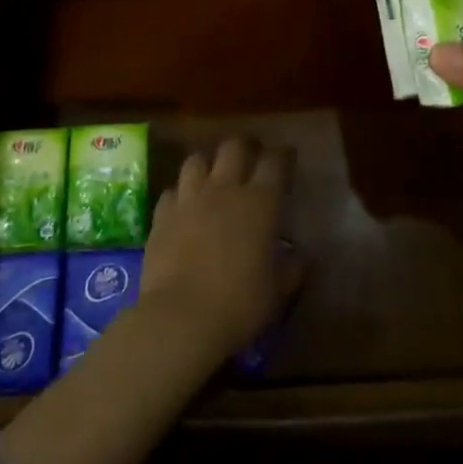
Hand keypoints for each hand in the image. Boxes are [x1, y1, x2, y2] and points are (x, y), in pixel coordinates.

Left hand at [139, 137, 294, 363]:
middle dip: (245, 146)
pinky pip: (171, 191)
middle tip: (250, 156)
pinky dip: (180, 194)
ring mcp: (189, 198)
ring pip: (197, 160)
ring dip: (207, 163)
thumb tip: (300, 257)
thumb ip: (291, 269)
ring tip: (212, 174)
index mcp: (259, 202)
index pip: (274, 162)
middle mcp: (224, 189)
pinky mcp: (162, 214)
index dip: (282, 155)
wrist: (180, 317)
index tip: (287, 157)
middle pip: (234, 147)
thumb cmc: (239, 304)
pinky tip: (183, 206)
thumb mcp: (277, 292)